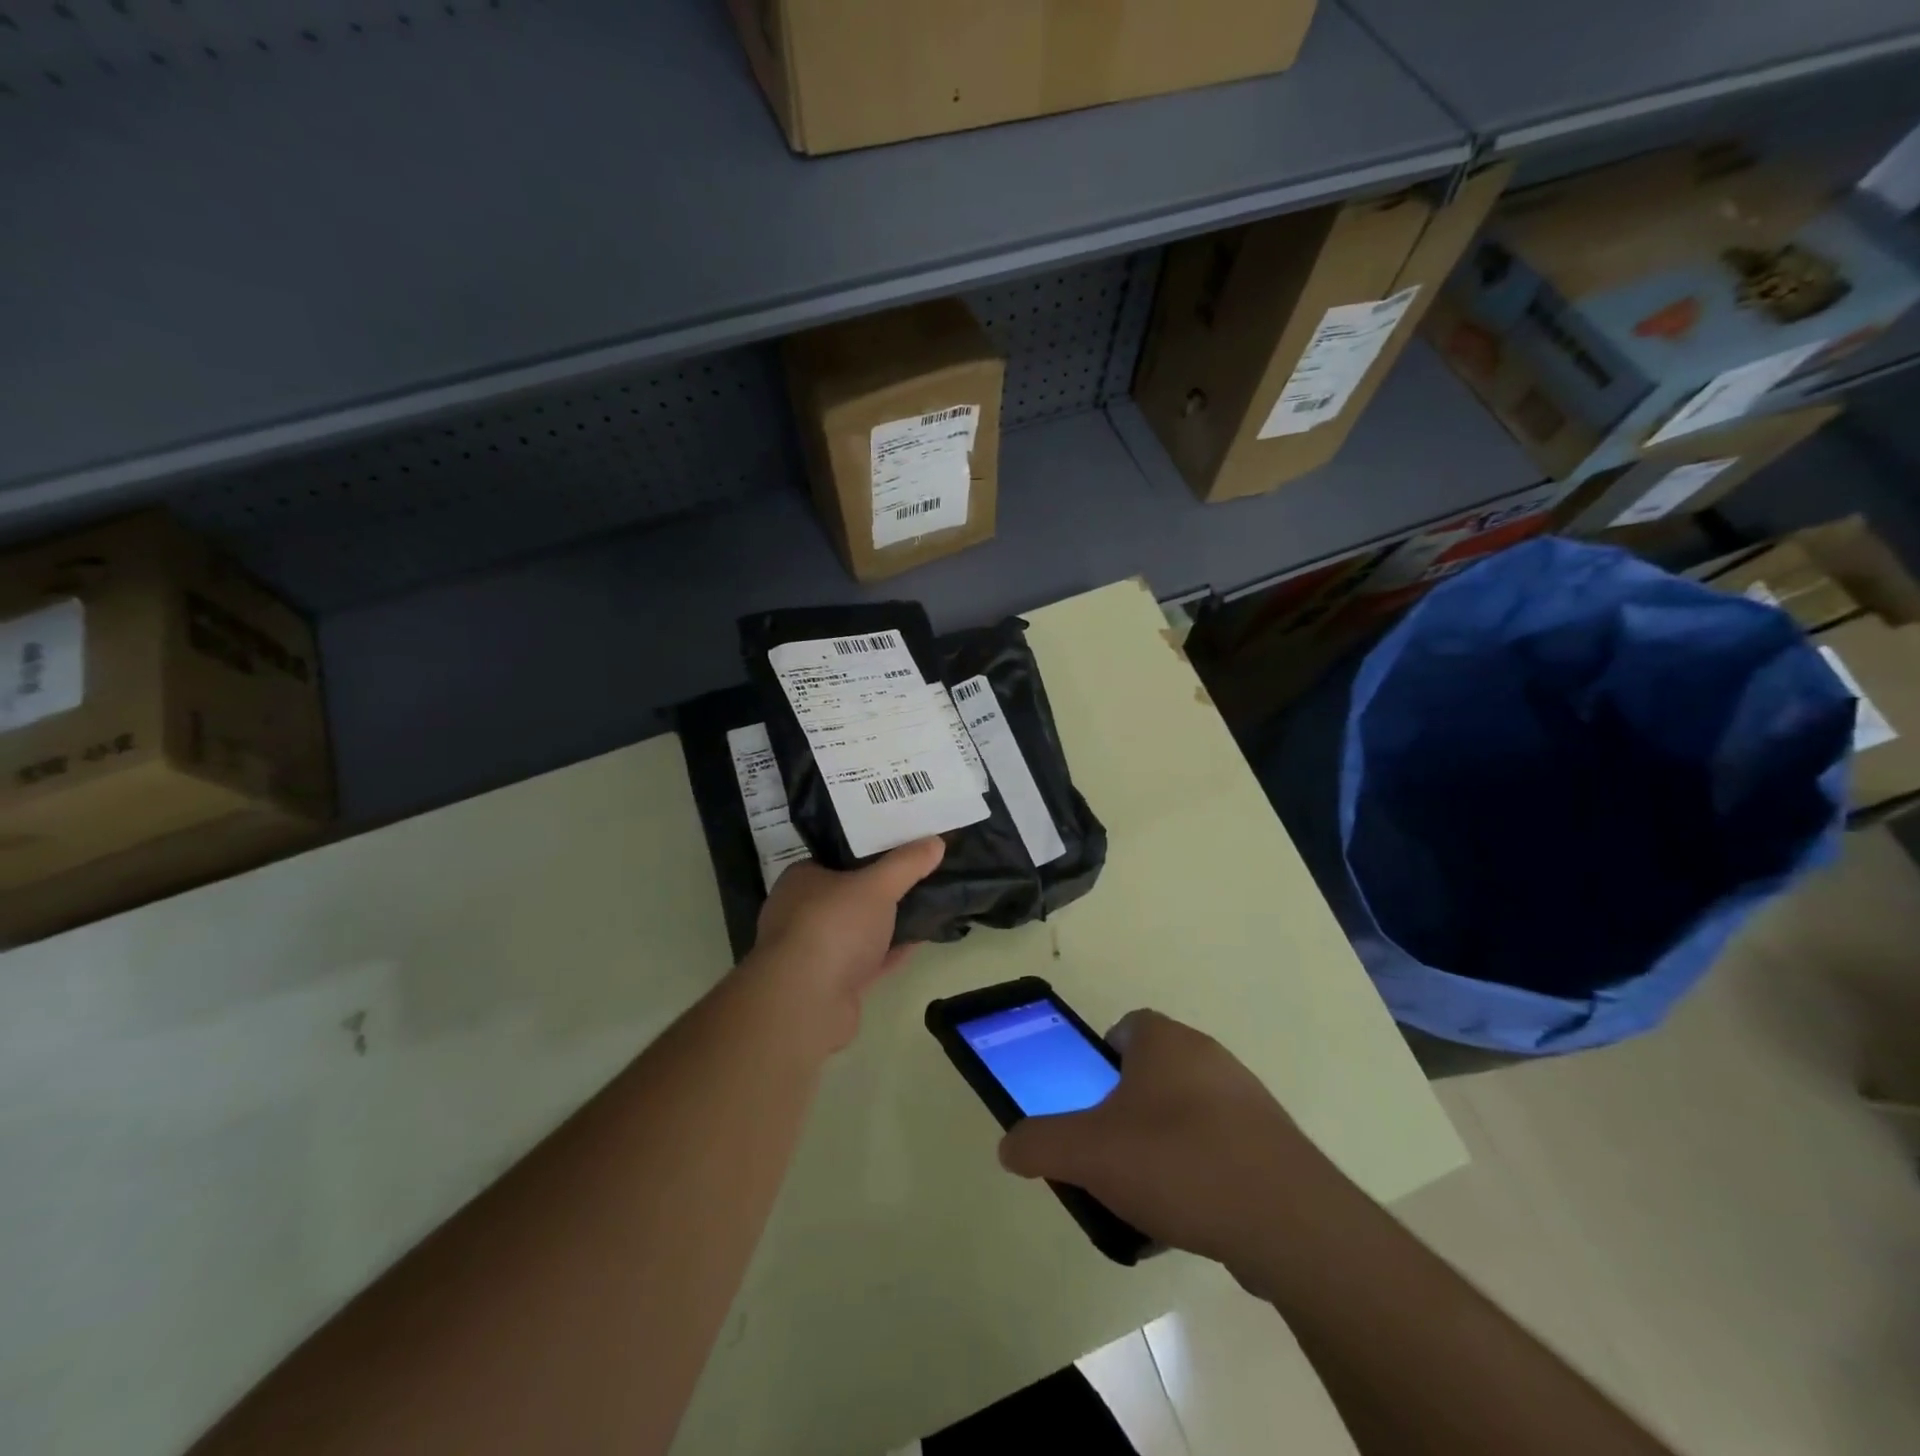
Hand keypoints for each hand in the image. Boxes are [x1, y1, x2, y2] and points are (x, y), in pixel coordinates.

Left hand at [743, 838, 945, 1052]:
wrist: (807, 1002)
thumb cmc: (833, 926)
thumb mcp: (877, 885)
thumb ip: (906, 863)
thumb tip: (936, 841)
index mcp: (801, 880)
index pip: (835, 858)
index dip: (867, 852)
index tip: (900, 847)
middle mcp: (801, 913)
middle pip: (848, 894)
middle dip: (880, 889)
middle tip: (918, 876)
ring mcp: (813, 952)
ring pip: (858, 930)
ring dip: (887, 923)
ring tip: (925, 906)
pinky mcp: (830, 984)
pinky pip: (866, 960)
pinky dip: (890, 952)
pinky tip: (919, 941)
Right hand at [997, 1011, 1320, 1282]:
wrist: (1287, 1221)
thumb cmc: (1177, 1162)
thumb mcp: (1088, 1153)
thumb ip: (1040, 1144)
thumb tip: (1008, 1146)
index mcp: (1165, 1041)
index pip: (1127, 1026)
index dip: (1102, 1057)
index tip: (1090, 1097)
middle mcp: (1209, 1056)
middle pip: (1156, 1070)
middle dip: (1129, 1105)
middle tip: (1109, 1148)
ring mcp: (1247, 1099)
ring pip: (1190, 1110)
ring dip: (1166, 1140)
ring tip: (1147, 1191)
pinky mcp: (1274, 1144)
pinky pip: (1223, 1147)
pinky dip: (1203, 1171)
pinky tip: (1191, 1214)